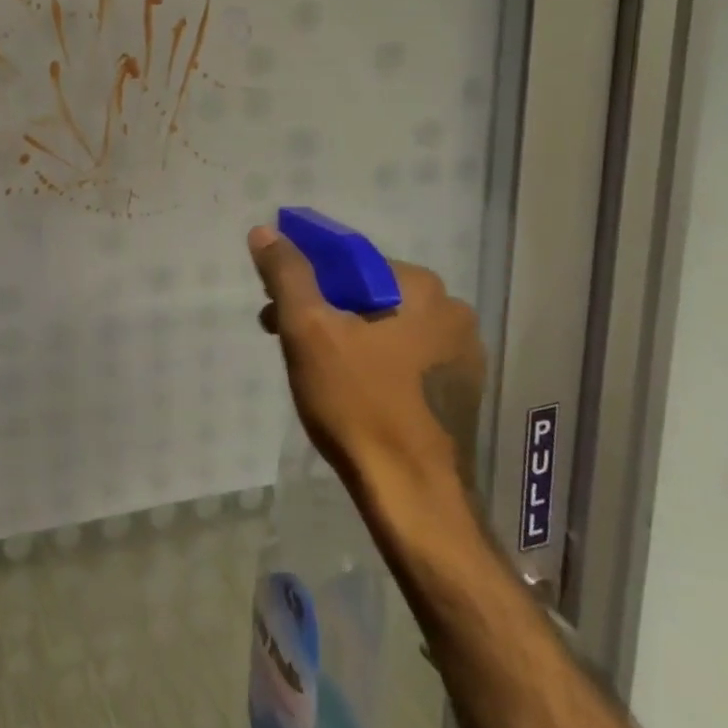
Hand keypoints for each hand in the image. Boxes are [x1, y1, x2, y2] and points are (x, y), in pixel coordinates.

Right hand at [248, 226, 485, 521]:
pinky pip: (403, 357)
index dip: (306, 276)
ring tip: (310, 367)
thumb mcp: (308, 330)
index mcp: (423, 289)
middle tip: (284, 337)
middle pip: (367, 294)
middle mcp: (453, 313)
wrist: (411, 497)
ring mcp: (462, 356)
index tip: (275, 304)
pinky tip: (348, 389)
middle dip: (321, 308)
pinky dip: (371, 361)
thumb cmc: (358, 404)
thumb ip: (287, 274)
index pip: (350, 261)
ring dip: (343, 335)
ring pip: (384, 327)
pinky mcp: (459, 392)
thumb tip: (266, 230)